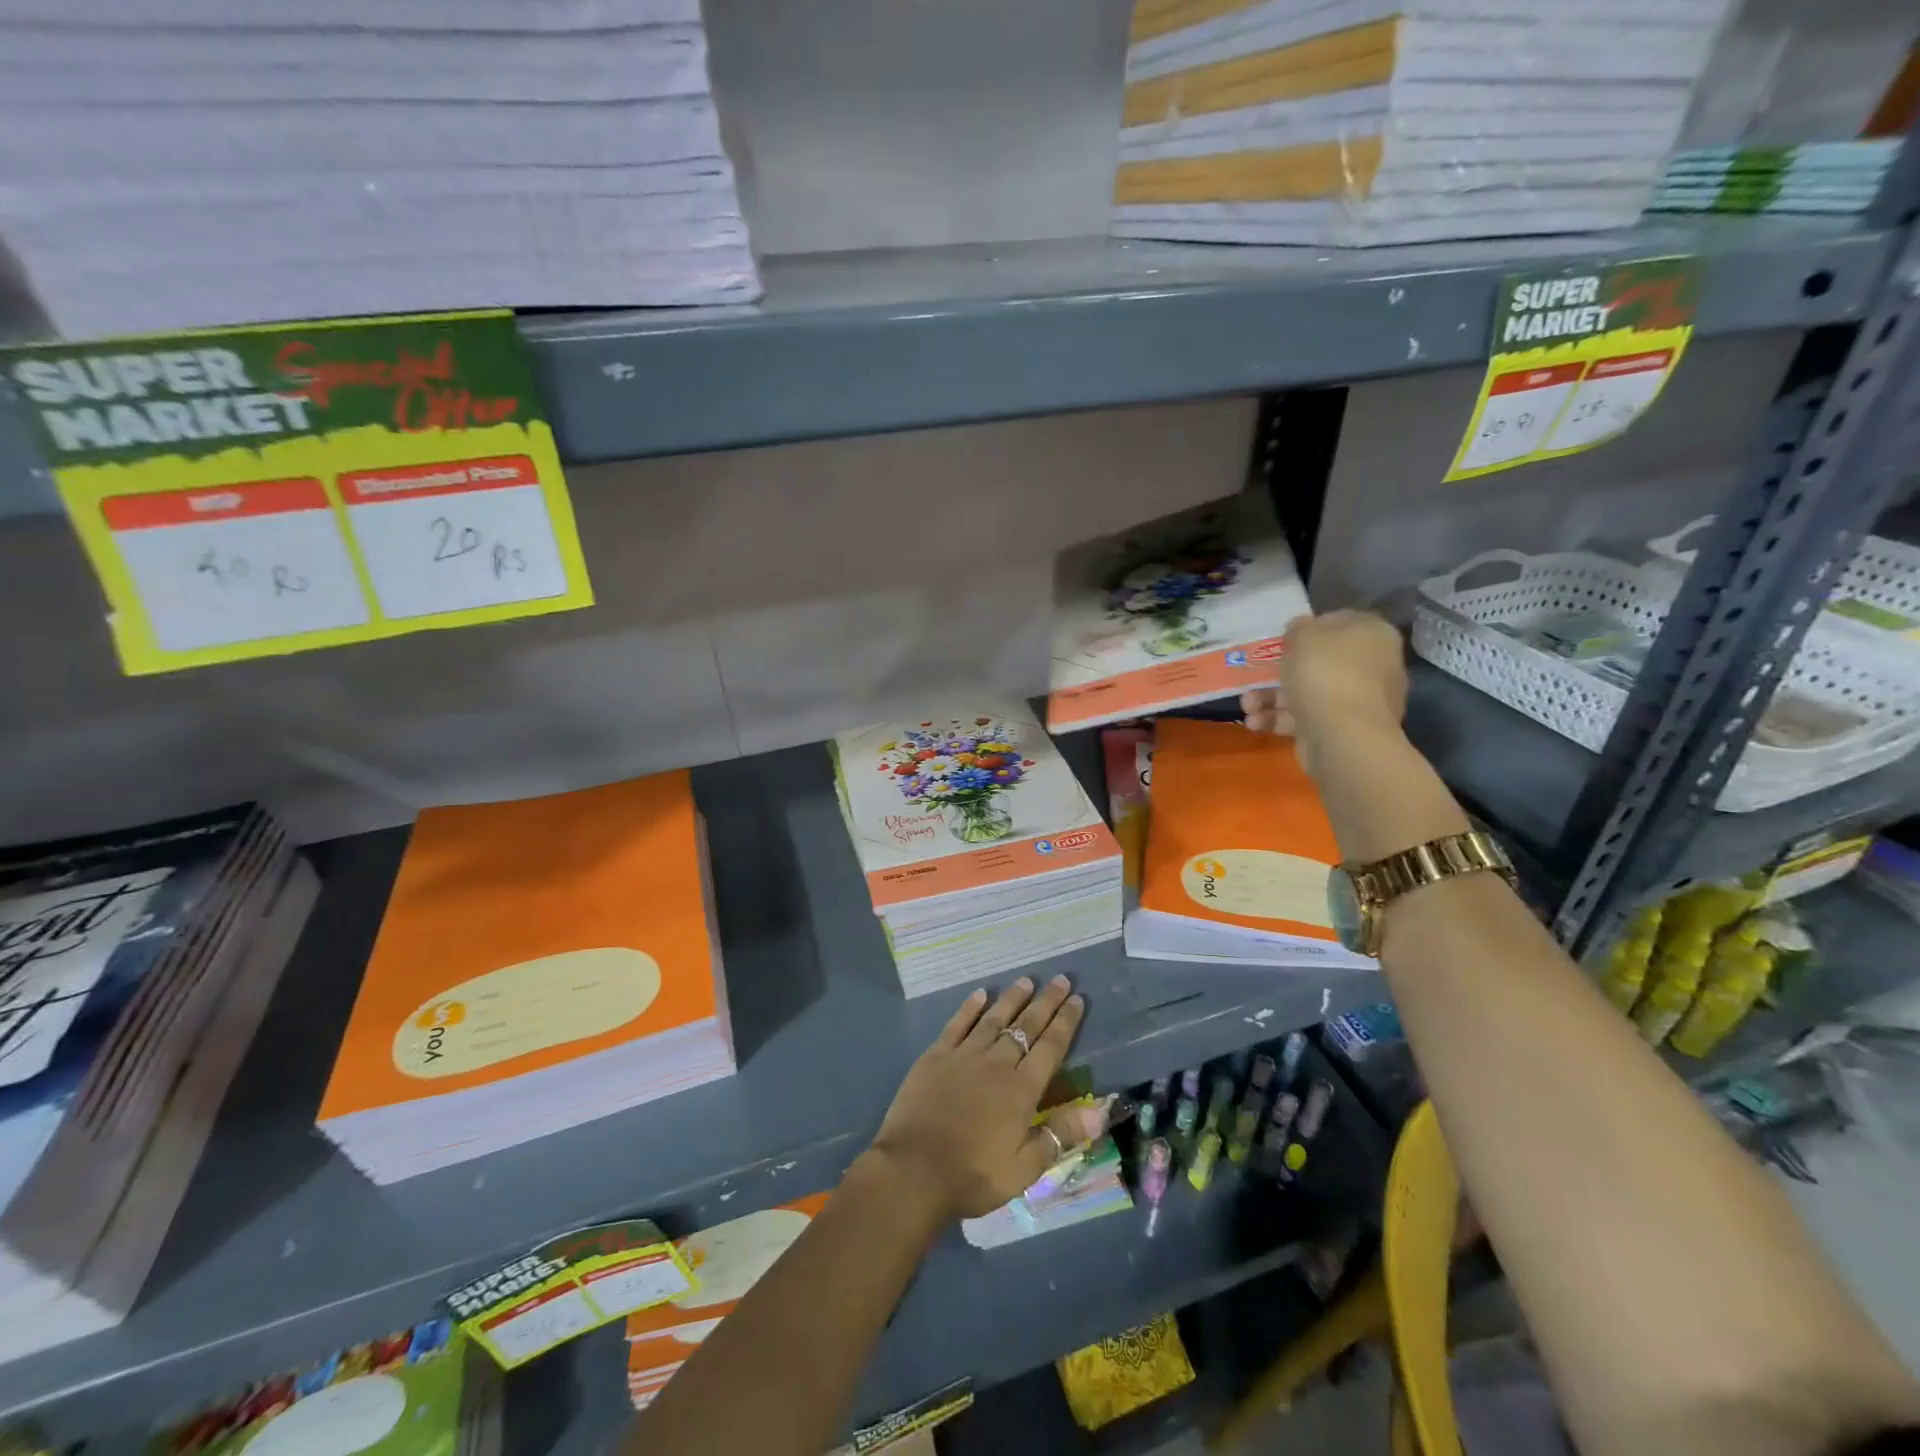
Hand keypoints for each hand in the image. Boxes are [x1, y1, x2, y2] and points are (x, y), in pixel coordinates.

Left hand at [868, 976, 1105, 1220]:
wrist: (914, 1169)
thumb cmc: (973, 1175)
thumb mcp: (1024, 1168)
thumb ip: (1060, 1135)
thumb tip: (1099, 1112)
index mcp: (1021, 1090)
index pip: (1050, 1048)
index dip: (1066, 1022)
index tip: (1077, 999)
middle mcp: (996, 1063)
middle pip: (1026, 1026)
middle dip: (1046, 1002)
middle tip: (1060, 979)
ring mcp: (964, 1056)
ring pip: (994, 1019)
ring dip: (1012, 998)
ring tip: (1026, 980)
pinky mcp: (936, 1056)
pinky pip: (957, 1024)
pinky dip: (970, 1007)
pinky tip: (980, 994)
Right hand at [1242, 611, 1408, 767]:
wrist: (1342, 734)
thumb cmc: (1325, 673)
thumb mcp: (1304, 636)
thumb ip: (1299, 628)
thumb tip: (1301, 630)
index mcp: (1372, 634)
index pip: (1338, 623)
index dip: (1307, 630)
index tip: (1282, 642)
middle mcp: (1373, 665)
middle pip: (1320, 662)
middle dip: (1281, 672)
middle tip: (1255, 678)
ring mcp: (1360, 700)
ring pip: (1309, 692)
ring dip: (1273, 699)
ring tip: (1247, 707)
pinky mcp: (1344, 729)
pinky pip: (1308, 717)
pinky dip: (1281, 720)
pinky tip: (1256, 723)